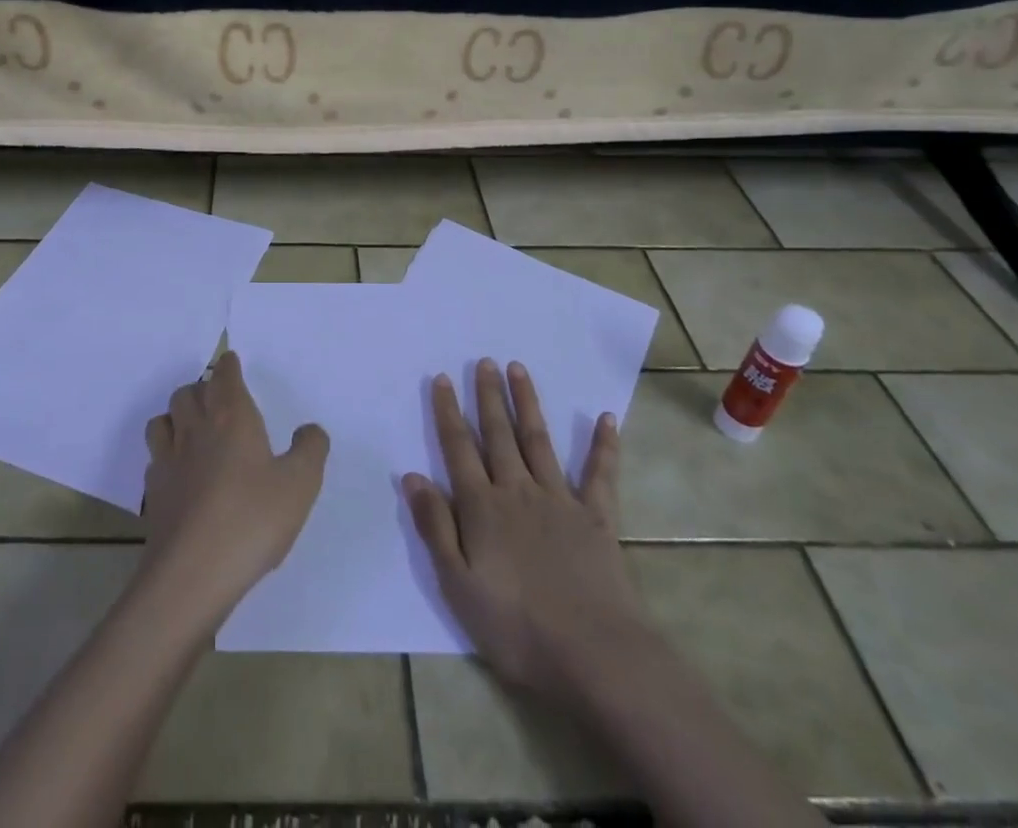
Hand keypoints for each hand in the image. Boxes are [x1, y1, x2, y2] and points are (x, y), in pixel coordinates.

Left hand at [139, 351, 328, 630]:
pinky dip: (166, 453)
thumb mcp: (300, 485)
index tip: (232, 363)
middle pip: (188, 392)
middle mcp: (196, 428)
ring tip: (193, 428)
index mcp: (231, 416)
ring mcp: (169, 459)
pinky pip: (155, 457)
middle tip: (218, 399)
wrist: (192, 574)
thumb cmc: (252, 520)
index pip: (224, 376)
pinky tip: (179, 471)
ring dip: (177, 416)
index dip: (228, 367)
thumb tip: (310, 429)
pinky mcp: (154, 492)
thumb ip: (310, 450)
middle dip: (202, 388)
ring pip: (163, 419)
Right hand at [403, 358, 648, 701]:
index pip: (458, 449)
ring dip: (527, 404)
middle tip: (483, 361)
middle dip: (488, 396)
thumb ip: (435, 527)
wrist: (594, 656)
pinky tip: (606, 418)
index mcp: (482, 507)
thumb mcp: (458, 585)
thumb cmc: (516, 627)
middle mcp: (517, 491)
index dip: (448, 412)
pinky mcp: (597, 518)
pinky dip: (604, 446)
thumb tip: (412, 475)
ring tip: (518, 369)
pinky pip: (600, 474)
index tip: (443, 378)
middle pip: (498, 435)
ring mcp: (560, 500)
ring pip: (538, 441)